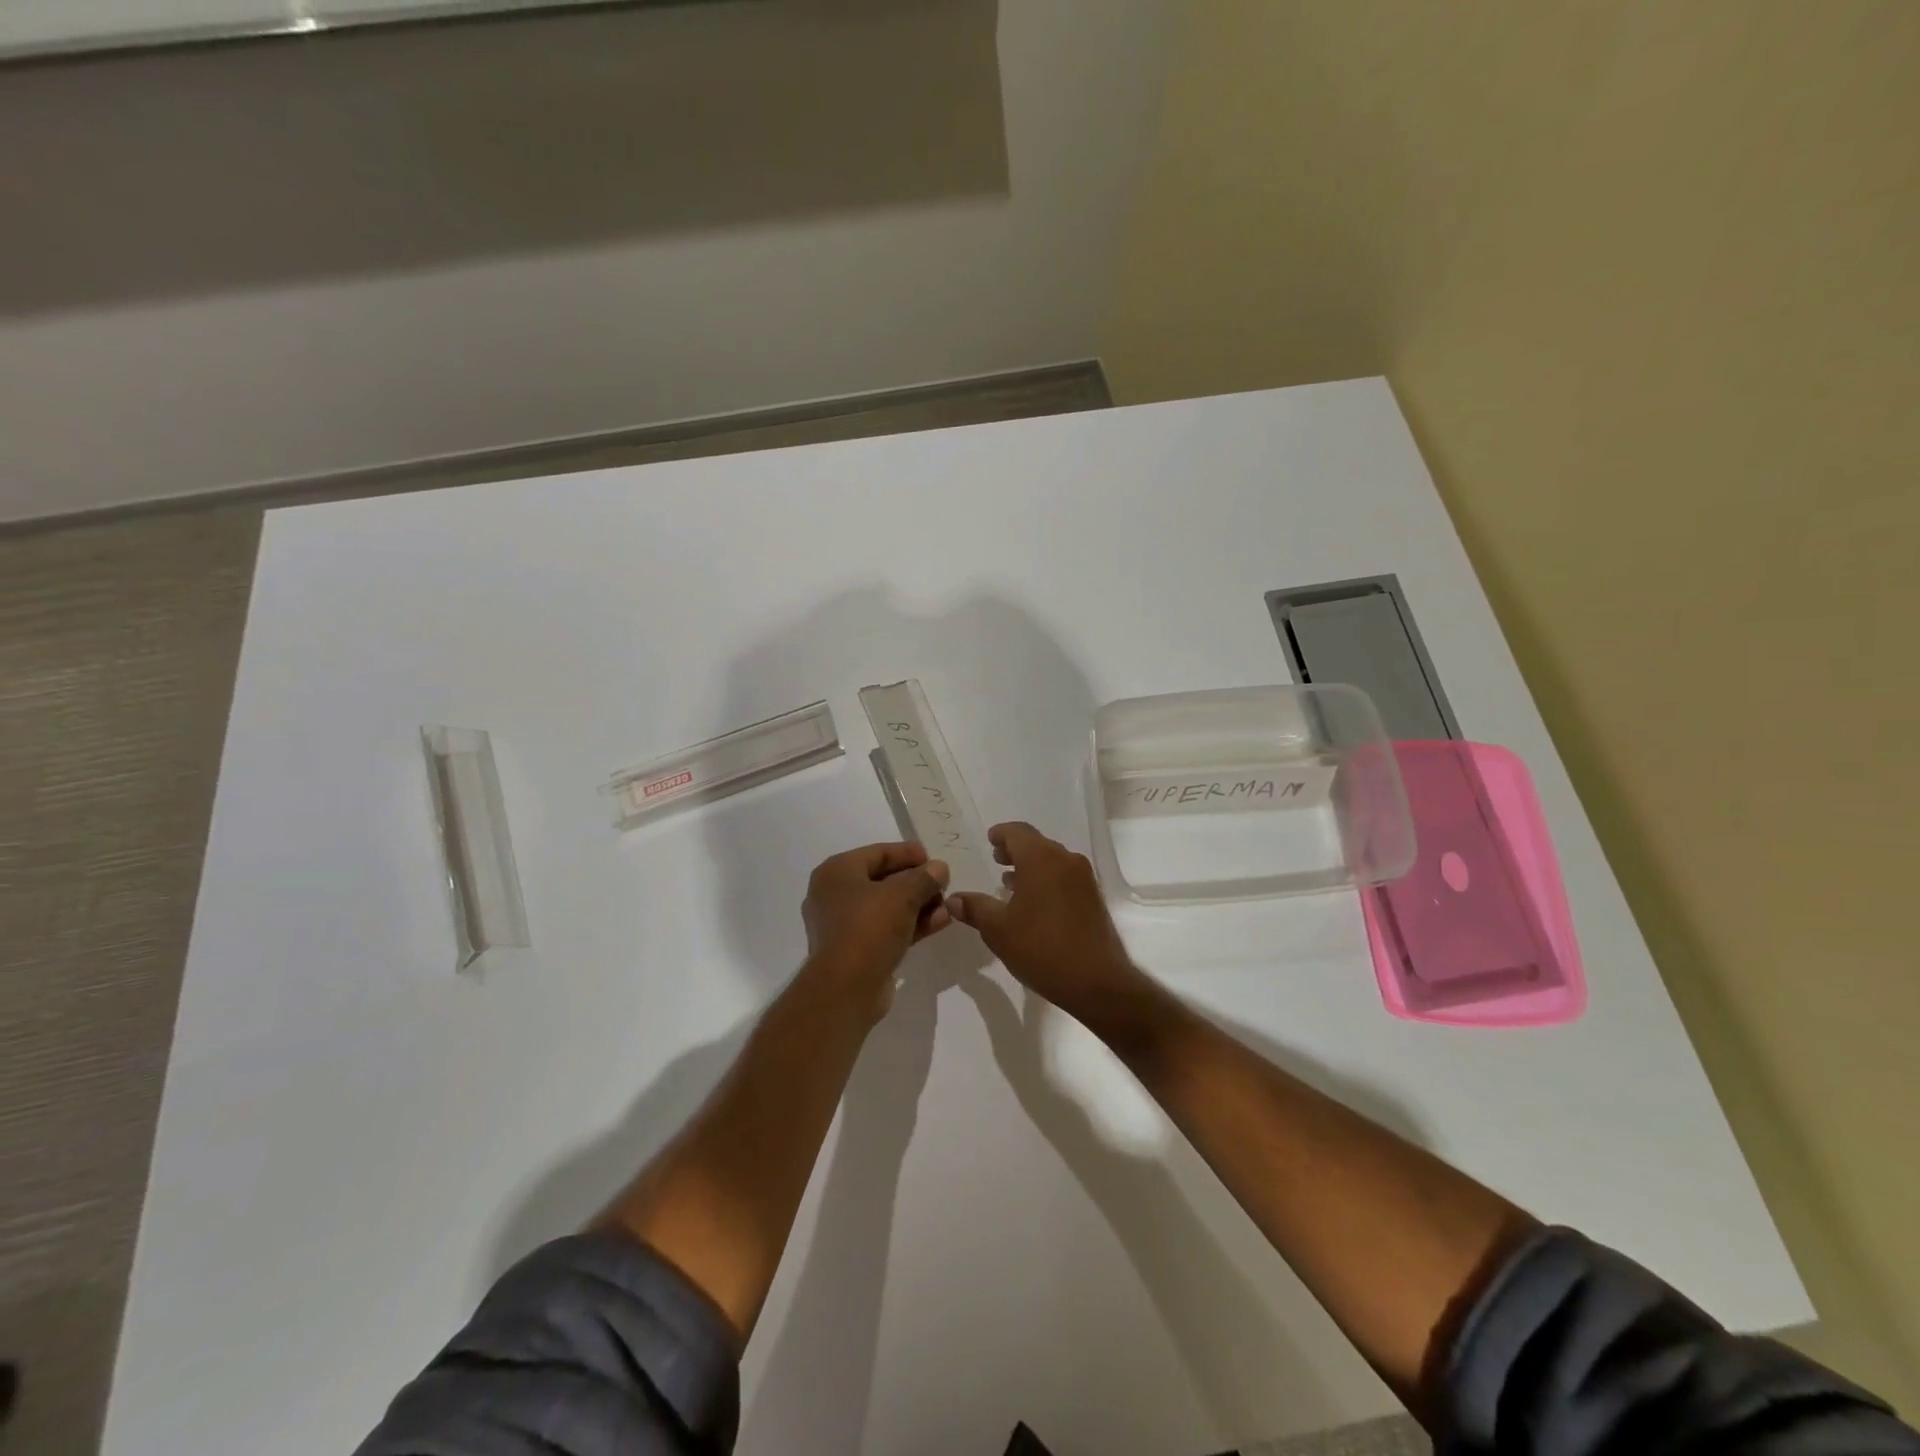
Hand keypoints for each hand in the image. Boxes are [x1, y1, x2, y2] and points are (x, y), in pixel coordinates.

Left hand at [801, 842, 951, 1018]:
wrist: (845, 989)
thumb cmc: (868, 929)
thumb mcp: (902, 895)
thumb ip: (923, 877)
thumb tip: (939, 868)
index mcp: (837, 872)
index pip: (878, 852)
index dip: (908, 853)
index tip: (934, 858)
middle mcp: (834, 895)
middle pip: (883, 879)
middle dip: (916, 882)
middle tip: (943, 883)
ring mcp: (843, 925)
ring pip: (886, 907)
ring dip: (918, 905)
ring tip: (948, 905)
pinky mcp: (855, 950)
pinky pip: (886, 929)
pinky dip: (910, 924)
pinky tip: (940, 922)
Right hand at [945, 822, 1145, 1023]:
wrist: (1096, 981)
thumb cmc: (1041, 948)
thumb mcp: (998, 930)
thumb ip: (975, 908)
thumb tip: (953, 899)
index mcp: (1041, 859)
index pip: (1017, 832)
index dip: (1001, 834)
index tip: (989, 840)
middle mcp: (1066, 860)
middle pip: (1037, 844)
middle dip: (1015, 850)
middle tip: (996, 859)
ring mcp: (1084, 879)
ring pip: (1052, 861)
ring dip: (1031, 866)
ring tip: (1010, 882)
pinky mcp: (1093, 898)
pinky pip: (1065, 877)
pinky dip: (1047, 880)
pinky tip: (1034, 903)